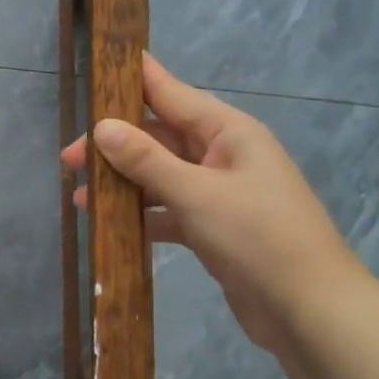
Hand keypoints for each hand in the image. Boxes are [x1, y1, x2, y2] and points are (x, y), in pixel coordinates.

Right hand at [63, 54, 361, 351]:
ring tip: (81, 196)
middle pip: (161, 138)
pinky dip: (144, 215)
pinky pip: (171, 211)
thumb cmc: (257, 237)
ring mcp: (221, 194)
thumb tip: (102, 128)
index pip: (172, 93)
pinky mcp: (216, 229)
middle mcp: (224, 155)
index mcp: (229, 132)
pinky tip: (111, 225)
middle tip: (69, 159)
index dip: (135, 79)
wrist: (309, 310)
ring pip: (163, 176)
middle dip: (116, 146)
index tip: (98, 68)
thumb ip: (147, 160)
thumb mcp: (196, 193)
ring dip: (125, 183)